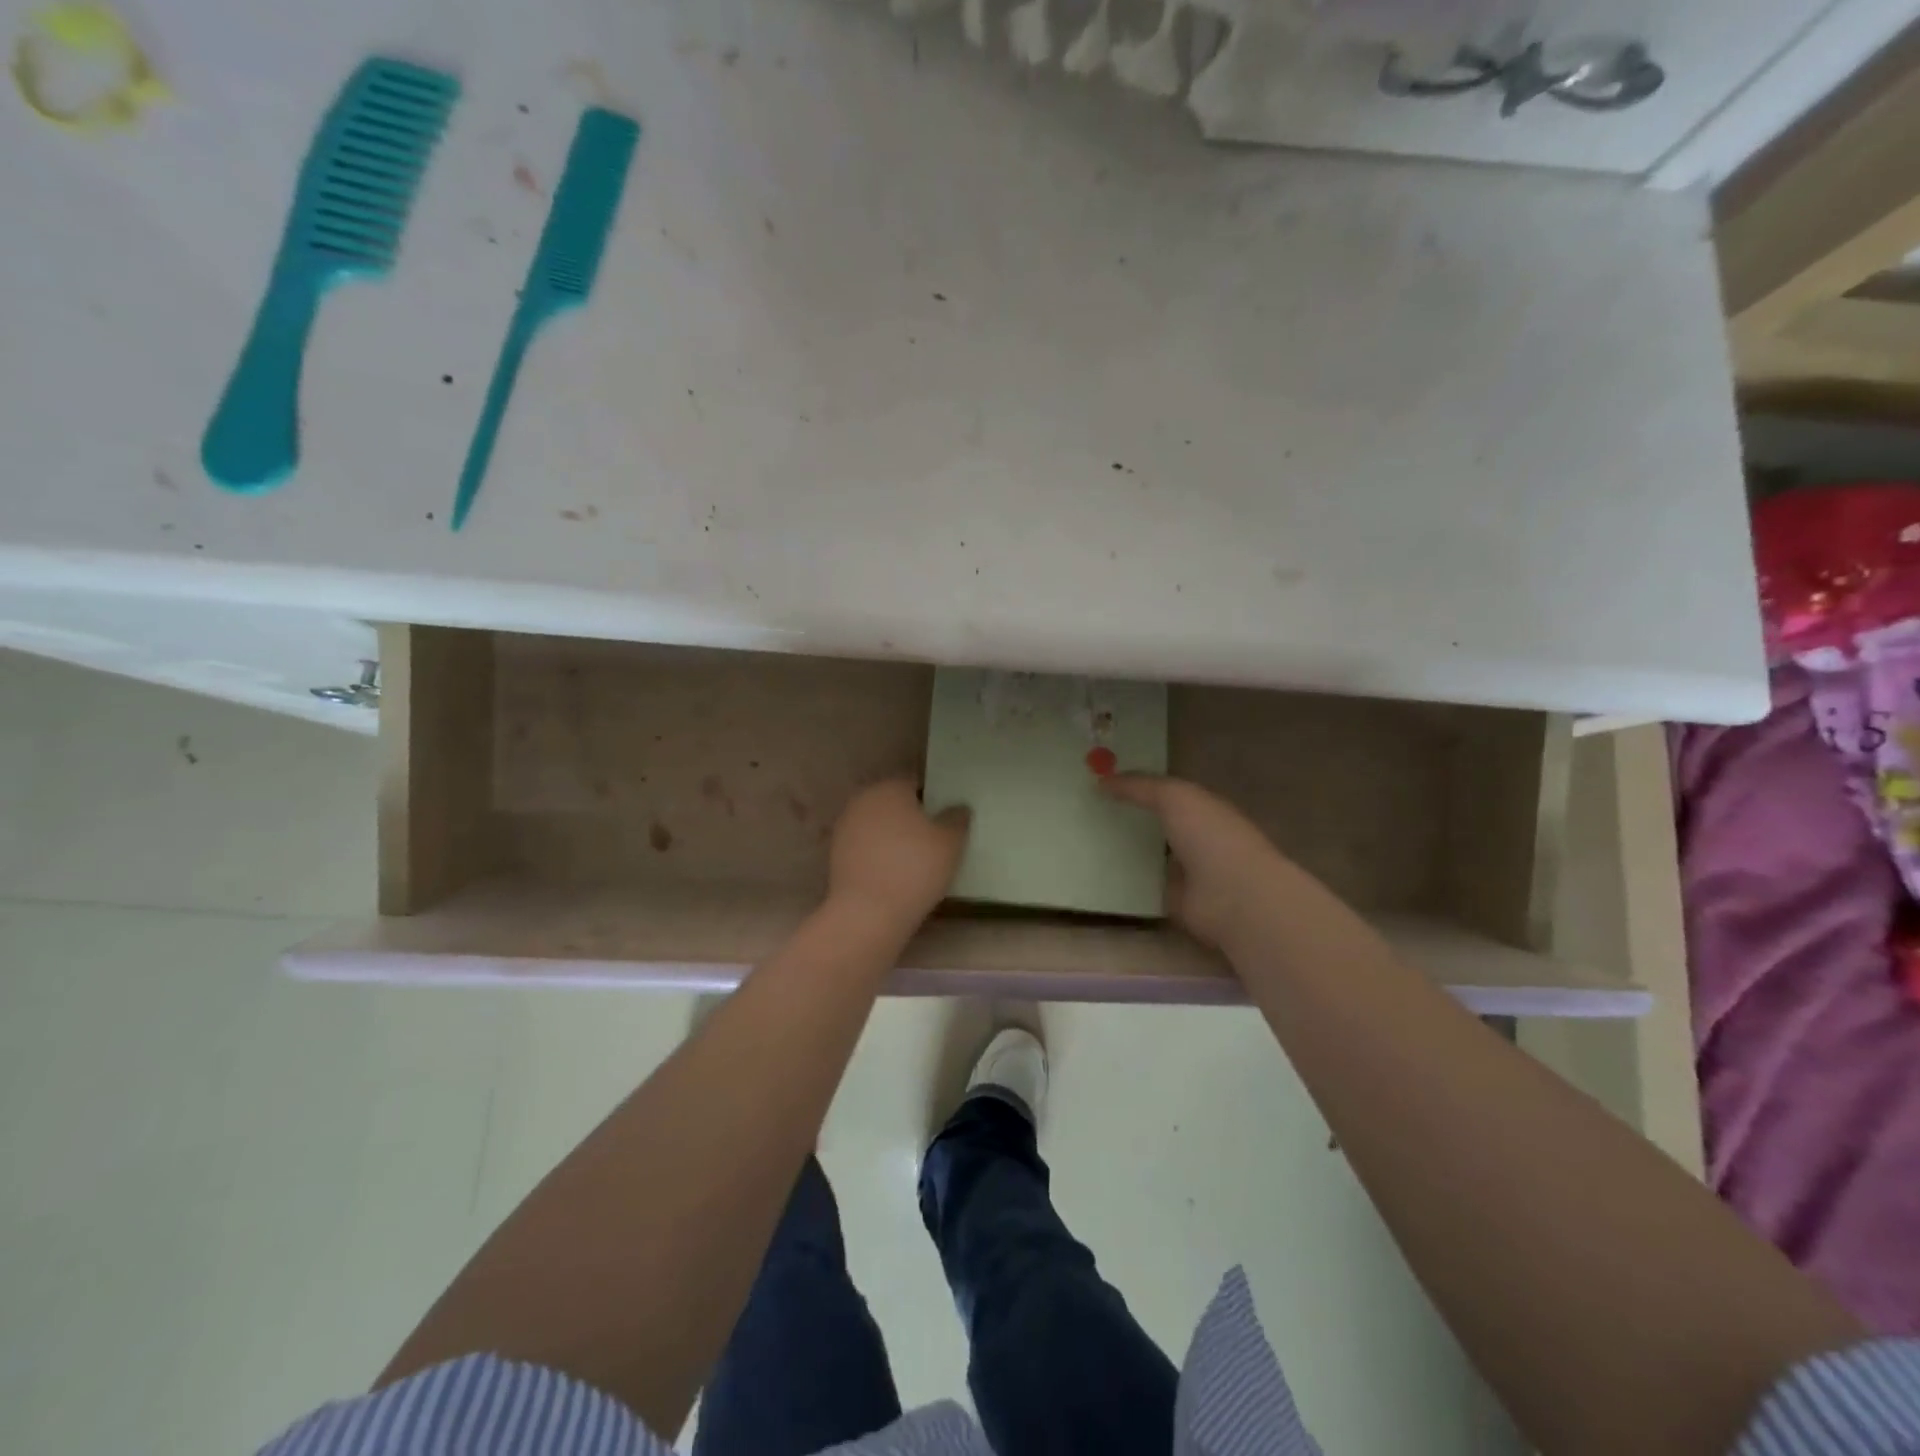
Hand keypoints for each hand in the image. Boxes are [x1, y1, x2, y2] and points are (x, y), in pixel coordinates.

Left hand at [828, 779, 970, 931]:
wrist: (868, 913)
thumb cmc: (915, 868)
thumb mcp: (951, 842)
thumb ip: (957, 819)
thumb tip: (957, 808)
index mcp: (890, 788)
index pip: (916, 785)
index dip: (933, 802)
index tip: (946, 823)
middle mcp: (863, 800)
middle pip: (893, 805)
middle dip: (911, 819)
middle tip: (933, 842)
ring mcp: (845, 827)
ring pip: (878, 827)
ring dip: (893, 838)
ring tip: (914, 862)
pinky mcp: (836, 855)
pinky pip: (866, 848)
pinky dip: (878, 856)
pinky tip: (894, 875)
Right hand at [1101, 775, 1284, 950]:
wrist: (1235, 898)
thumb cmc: (1211, 837)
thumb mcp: (1174, 797)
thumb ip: (1140, 787)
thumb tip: (1102, 782)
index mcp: (1202, 808)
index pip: (1165, 793)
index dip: (1136, 786)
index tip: (1099, 781)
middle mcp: (1194, 837)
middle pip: (1153, 824)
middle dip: (1124, 817)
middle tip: (1084, 811)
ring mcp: (1183, 872)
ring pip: (1144, 854)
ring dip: (1120, 850)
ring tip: (1079, 841)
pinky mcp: (1171, 901)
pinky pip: (1140, 885)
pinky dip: (1121, 881)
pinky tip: (1090, 873)